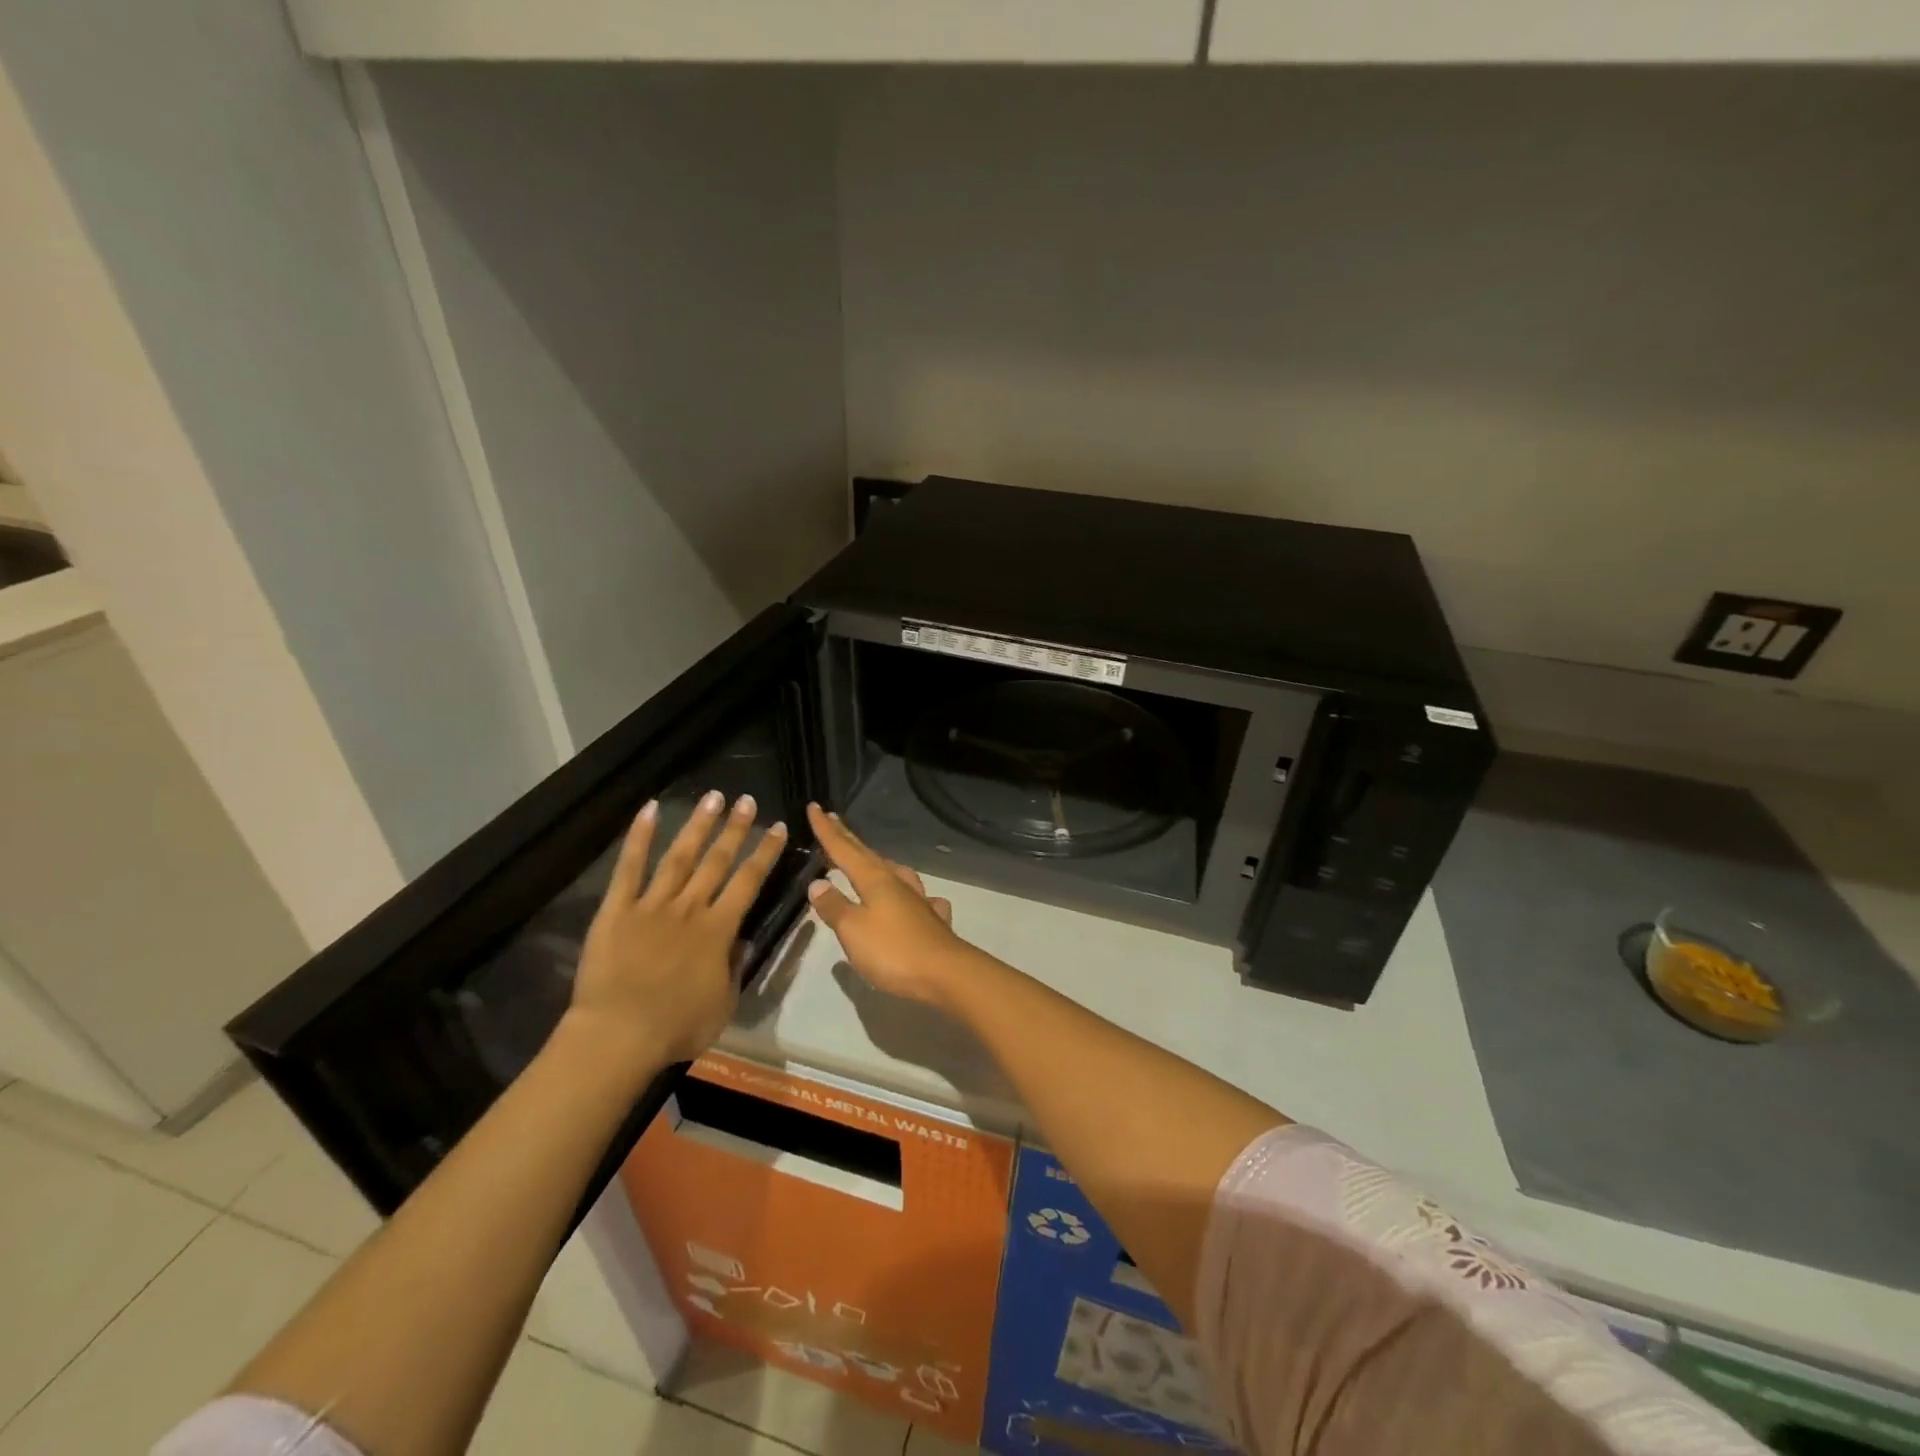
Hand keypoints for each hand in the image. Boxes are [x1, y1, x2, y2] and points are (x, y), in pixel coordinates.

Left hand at [569, 791, 786, 1066]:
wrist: (618, 1035)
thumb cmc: (676, 1027)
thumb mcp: (723, 1005)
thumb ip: (735, 968)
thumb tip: (742, 941)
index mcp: (719, 930)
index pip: (749, 882)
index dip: (765, 852)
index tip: (778, 826)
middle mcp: (690, 908)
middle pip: (717, 861)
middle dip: (735, 829)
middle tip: (747, 800)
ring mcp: (652, 905)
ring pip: (680, 856)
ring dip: (698, 825)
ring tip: (712, 797)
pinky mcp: (617, 910)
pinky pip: (629, 868)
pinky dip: (639, 838)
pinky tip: (649, 810)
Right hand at [805, 803, 968, 1007]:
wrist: (945, 974)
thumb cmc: (893, 951)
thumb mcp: (853, 930)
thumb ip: (834, 906)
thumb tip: (818, 883)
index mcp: (875, 880)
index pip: (844, 849)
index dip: (827, 830)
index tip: (814, 807)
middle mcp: (897, 884)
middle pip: (868, 856)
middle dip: (848, 839)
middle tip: (833, 820)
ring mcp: (919, 901)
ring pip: (896, 873)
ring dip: (879, 863)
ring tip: (871, 860)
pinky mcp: (933, 922)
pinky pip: (920, 900)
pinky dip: (912, 895)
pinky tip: (918, 900)